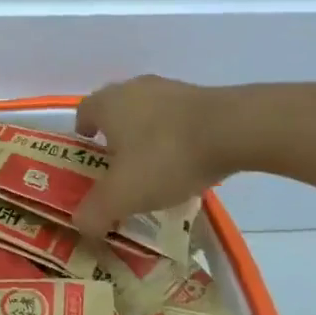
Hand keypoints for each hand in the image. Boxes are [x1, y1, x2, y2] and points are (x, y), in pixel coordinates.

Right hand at [73, 75, 229, 236]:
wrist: (234, 129)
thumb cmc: (165, 156)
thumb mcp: (123, 195)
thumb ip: (95, 212)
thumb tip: (80, 226)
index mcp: (107, 104)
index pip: (83, 113)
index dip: (83, 134)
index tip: (89, 156)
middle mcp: (133, 88)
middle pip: (116, 111)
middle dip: (115, 137)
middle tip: (121, 168)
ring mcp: (170, 89)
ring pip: (148, 114)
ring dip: (147, 136)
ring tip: (157, 169)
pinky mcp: (202, 97)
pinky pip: (178, 118)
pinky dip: (176, 137)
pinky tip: (188, 162)